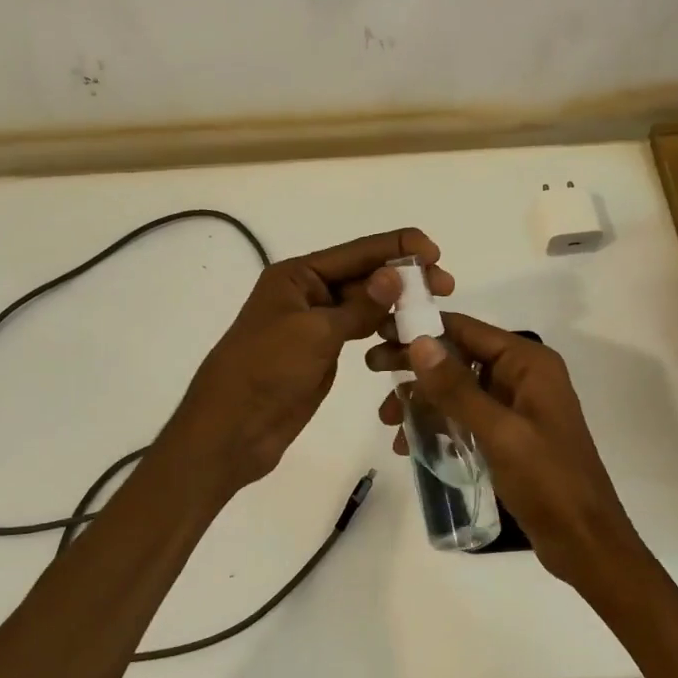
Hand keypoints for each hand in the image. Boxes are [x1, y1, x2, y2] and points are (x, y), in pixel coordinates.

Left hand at [167, 229, 451, 491]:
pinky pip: (359, 333)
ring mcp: (315, 325)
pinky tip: (407, 333)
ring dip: (396, 305)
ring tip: (433, 311)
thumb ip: (359, 305)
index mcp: (297, 276)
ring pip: (364, 305)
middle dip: (403, 277)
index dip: (397, 248)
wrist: (232, 429)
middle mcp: (307, 294)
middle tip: (445, 286)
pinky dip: (383, 330)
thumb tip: (396, 274)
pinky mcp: (322, 354)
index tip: (435, 252)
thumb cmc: (266, 371)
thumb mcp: (314, 332)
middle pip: (363, 276)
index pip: (356, 252)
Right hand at [367, 314, 643, 586]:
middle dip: (416, 367)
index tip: (379, 333)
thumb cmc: (548, 482)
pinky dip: (438, 426)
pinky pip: (465, 418)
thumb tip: (419, 342)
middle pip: (459, 357)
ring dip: (422, 401)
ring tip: (388, 423)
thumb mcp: (499, 433)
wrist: (585, 542)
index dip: (422, 328)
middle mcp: (523, 377)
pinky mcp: (509, 436)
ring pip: (458, 390)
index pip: (467, 330)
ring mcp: (516, 407)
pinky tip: (410, 446)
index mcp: (528, 364)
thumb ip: (457, 388)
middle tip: (371, 371)